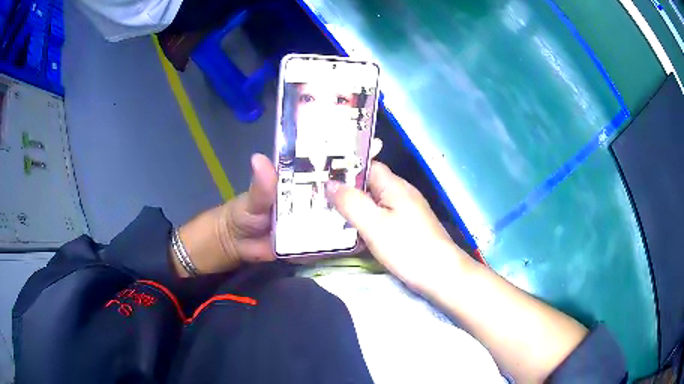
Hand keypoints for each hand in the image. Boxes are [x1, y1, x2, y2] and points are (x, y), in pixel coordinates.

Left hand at [177, 139, 383, 275]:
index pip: (325, 159)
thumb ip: (261, 185)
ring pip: (342, 209)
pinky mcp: (316, 237)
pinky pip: (335, 234)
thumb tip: (259, 159)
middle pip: (341, 184)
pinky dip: (350, 232)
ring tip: (385, 204)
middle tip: (387, 177)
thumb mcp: (252, 198)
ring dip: (361, 207)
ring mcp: (316, 216)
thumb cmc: (243, 213)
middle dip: (362, 178)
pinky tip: (369, 231)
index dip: (347, 150)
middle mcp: (312, 194)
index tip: (371, 142)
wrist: (239, 245)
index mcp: (298, 177)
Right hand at [325, 161, 472, 291]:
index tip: (322, 176)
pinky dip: (367, 222)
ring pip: (375, 202)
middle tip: (319, 200)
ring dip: (355, 208)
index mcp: (394, 186)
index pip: (367, 165)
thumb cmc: (407, 247)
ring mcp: (406, 211)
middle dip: (346, 191)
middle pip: (370, 184)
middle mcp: (401, 193)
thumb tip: (329, 183)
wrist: (441, 274)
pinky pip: (382, 217)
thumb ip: (351, 202)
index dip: (346, 168)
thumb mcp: (374, 224)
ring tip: (330, 215)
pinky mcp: (408, 227)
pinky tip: (354, 233)